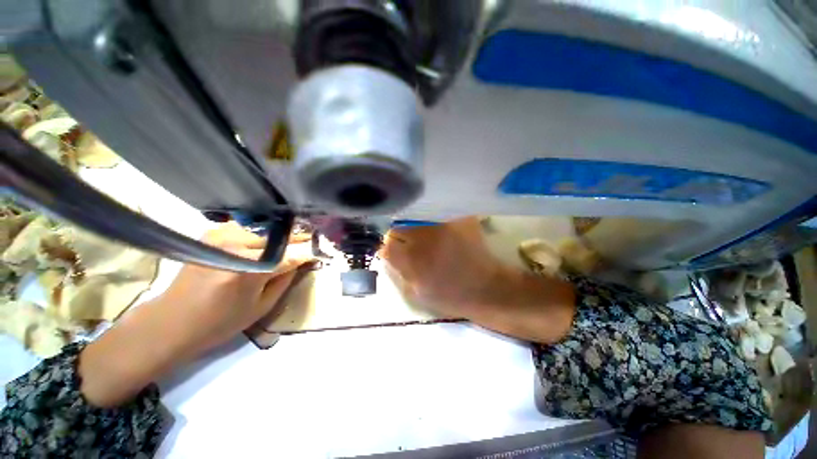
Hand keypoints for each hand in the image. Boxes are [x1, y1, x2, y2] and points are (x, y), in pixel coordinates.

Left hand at [158, 223, 313, 354]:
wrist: (172, 321)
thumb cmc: (220, 322)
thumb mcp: (262, 307)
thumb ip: (285, 280)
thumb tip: (301, 261)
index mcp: (249, 271)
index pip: (291, 255)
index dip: (309, 252)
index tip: (322, 250)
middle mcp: (236, 247)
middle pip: (280, 238)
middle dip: (298, 241)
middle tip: (311, 243)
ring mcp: (222, 236)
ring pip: (266, 230)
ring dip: (281, 237)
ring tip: (291, 243)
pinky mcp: (213, 233)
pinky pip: (249, 229)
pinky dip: (262, 234)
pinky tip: (265, 242)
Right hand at [382, 217, 574, 342]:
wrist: (487, 289)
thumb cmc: (451, 297)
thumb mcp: (416, 292)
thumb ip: (399, 270)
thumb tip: (387, 252)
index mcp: (411, 258)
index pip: (387, 243)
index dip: (391, 249)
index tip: (397, 252)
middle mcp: (423, 236)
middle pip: (399, 228)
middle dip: (402, 237)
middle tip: (413, 245)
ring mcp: (441, 225)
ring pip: (416, 220)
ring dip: (417, 229)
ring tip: (429, 239)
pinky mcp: (457, 219)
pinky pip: (436, 216)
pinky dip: (435, 223)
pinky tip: (443, 233)